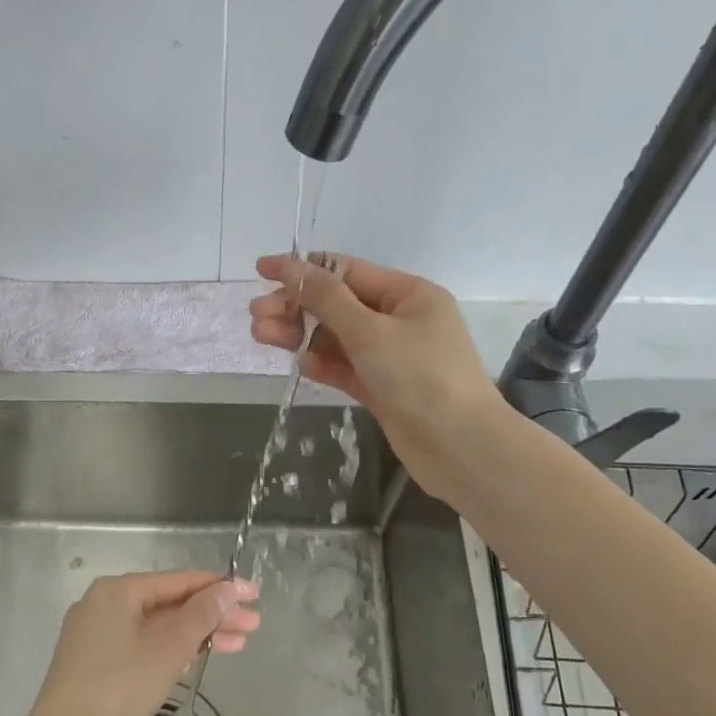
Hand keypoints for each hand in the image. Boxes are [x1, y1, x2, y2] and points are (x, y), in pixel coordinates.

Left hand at [24, 571, 260, 715]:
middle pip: (170, 603)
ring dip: (196, 634)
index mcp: (119, 590)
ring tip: (239, 644)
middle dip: (213, 615)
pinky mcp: (95, 659)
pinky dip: (171, 649)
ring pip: (157, 625)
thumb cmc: (118, 687)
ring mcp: (97, 632)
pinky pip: (142, 643)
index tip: (254, 593)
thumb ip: (201, 615)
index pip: (179, 580)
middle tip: (253, 625)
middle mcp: (105, 602)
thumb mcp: (168, 650)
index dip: (220, 587)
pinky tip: (198, 657)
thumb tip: (229, 589)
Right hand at [248, 253, 505, 503]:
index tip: (261, 271)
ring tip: (261, 336)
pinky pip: (346, 368)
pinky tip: (298, 364)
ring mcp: (392, 356)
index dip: (302, 269)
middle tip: (255, 316)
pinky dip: (322, 364)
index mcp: (408, 294)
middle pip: (338, 305)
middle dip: (296, 306)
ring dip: (301, 335)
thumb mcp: (369, 331)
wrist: (460, 448)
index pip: (346, 271)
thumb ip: (326, 299)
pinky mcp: (384, 388)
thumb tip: (291, 267)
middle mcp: (401, 320)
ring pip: (337, 338)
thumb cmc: (420, 377)